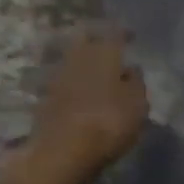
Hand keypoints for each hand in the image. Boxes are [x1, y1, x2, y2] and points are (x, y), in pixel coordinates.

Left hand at [23, 29, 147, 183]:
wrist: (63, 150)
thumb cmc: (109, 122)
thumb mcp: (138, 105)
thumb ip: (137, 83)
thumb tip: (131, 69)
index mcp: (105, 51)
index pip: (116, 33)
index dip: (124, 34)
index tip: (131, 37)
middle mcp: (81, 54)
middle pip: (88, 39)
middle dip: (97, 42)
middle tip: (108, 52)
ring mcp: (60, 73)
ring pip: (73, 58)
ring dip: (83, 63)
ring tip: (94, 75)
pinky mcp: (46, 94)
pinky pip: (63, 80)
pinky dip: (71, 83)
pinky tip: (78, 94)